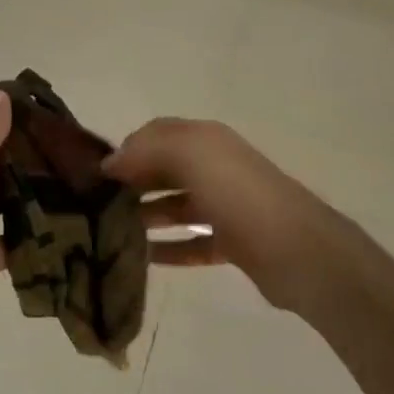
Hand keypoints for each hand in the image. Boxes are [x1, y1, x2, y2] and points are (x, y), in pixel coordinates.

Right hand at [102, 118, 340, 314]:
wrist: (299, 251)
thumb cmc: (239, 194)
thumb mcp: (191, 155)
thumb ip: (147, 150)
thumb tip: (111, 162)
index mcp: (205, 139)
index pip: (156, 133)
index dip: (126, 148)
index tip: (94, 174)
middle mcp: (215, 166)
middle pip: (164, 169)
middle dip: (132, 182)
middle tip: (95, 206)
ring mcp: (225, 205)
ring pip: (175, 206)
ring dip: (146, 216)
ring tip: (111, 234)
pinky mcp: (233, 242)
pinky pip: (192, 242)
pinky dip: (169, 248)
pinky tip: (143, 259)